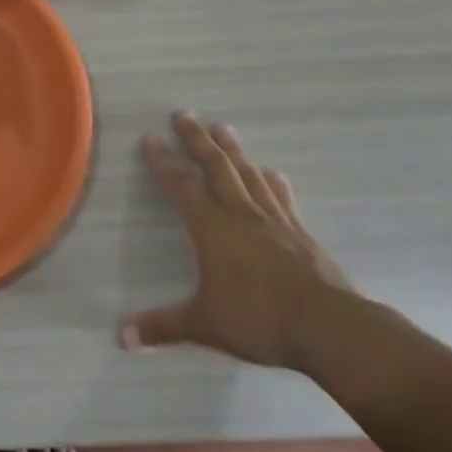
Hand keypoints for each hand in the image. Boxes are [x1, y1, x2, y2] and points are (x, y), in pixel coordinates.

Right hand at [121, 111, 354, 369]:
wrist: (330, 329)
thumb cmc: (259, 320)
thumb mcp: (204, 325)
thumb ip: (163, 326)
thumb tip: (121, 338)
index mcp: (210, 227)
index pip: (180, 185)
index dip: (163, 161)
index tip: (150, 136)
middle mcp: (240, 214)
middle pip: (215, 166)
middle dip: (197, 139)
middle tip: (185, 113)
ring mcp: (275, 221)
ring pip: (248, 175)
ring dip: (234, 150)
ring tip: (224, 127)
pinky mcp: (302, 235)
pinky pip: (283, 199)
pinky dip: (274, 183)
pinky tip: (274, 173)